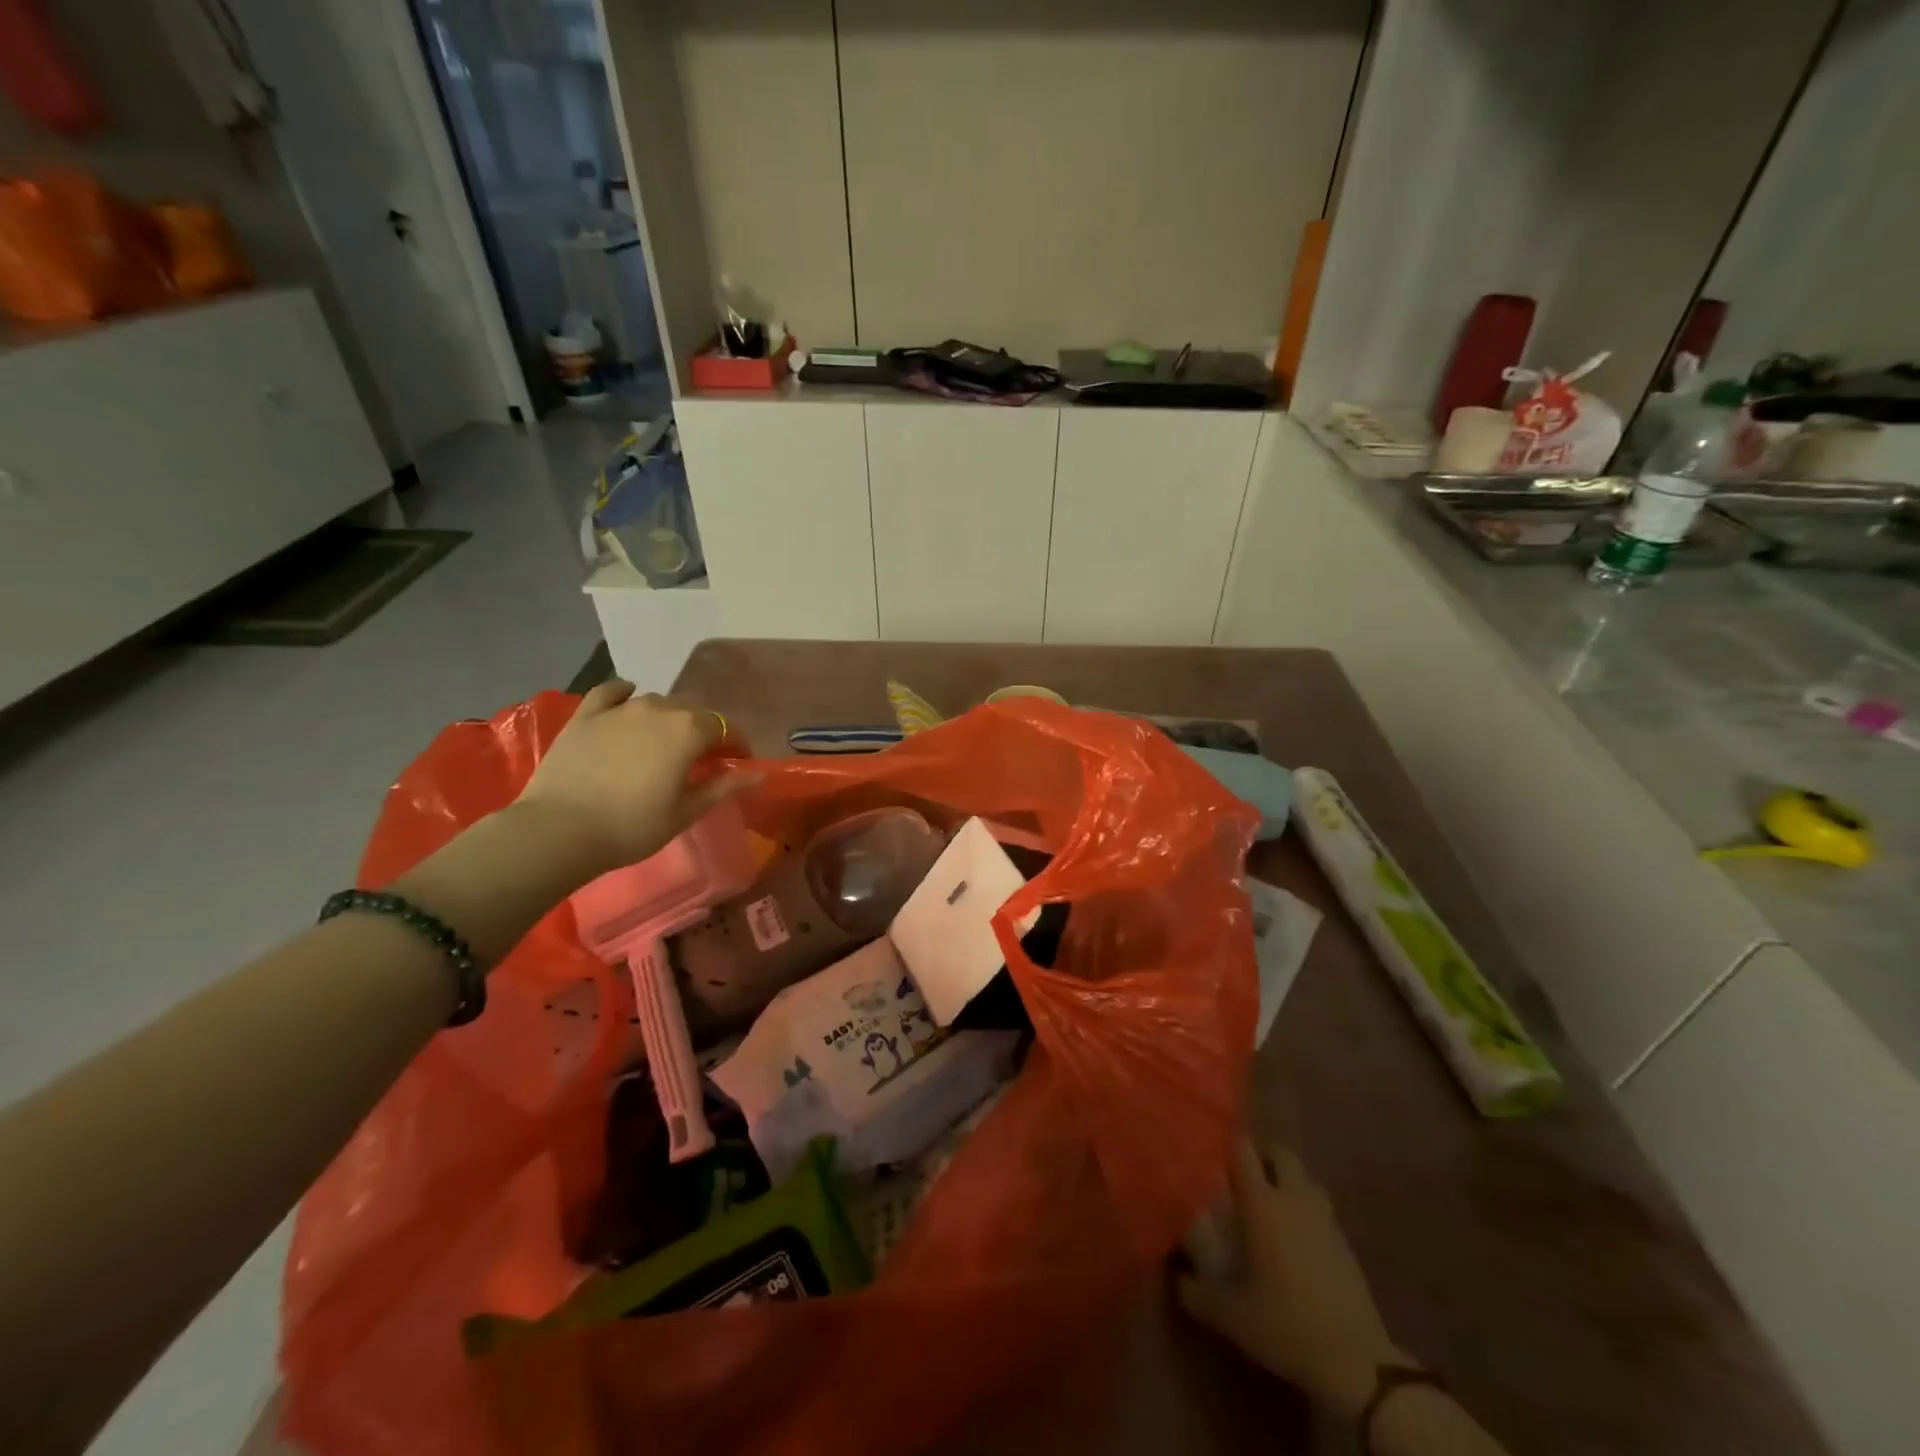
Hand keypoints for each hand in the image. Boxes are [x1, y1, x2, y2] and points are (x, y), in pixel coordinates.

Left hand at [514, 680, 754, 877]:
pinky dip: (624, 694)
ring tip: (664, 742)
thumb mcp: (686, 811)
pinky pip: (611, 693)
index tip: (738, 763)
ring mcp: (619, 709)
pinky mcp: (586, 715)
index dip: (736, 744)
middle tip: (701, 758)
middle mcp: (659, 709)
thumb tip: (759, 774)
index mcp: (689, 731)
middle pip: (692, 712)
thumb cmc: (633, 826)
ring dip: (668, 718)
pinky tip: (627, 700)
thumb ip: (724, 786)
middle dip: (703, 731)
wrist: (560, 831)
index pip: (725, 728)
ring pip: (656, 702)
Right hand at [1178, 1137, 1405, 1417]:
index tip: (1209, 1147)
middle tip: (1241, 1172)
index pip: (1242, 1149)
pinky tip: (1295, 1236)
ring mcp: (1325, 1219)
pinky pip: (1321, 1208)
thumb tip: (1176, 1279)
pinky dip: (1306, 1209)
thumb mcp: (1229, 1315)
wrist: (1357, 1363)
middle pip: (1280, 1153)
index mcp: (1262, 1203)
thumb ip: (1195, 1292)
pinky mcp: (1346, 1244)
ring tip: (1270, 1201)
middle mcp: (1294, 1199)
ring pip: (1305, 1179)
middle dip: (1262, 1154)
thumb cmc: (1285, 1325)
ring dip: (1288, 1180)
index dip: (1225, 1141)